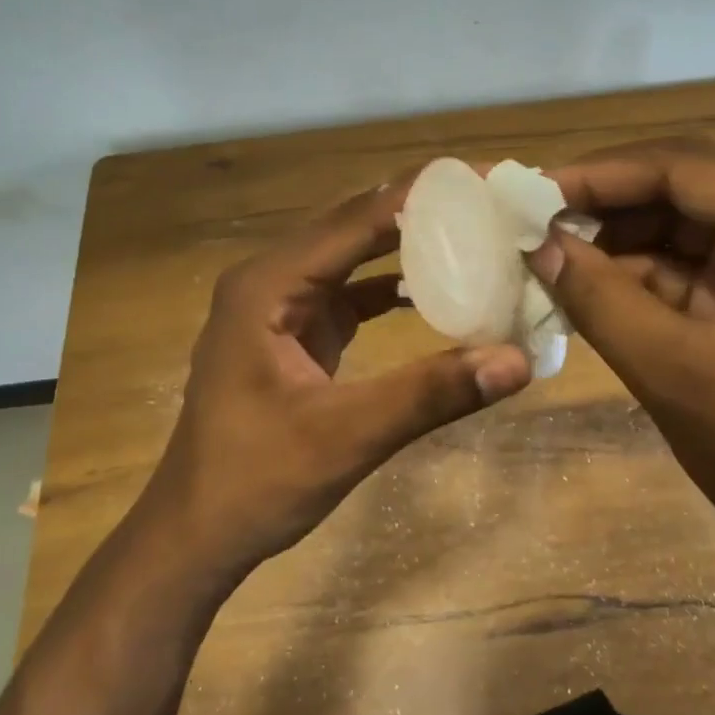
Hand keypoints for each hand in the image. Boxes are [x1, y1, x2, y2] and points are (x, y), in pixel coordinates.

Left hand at [148, 174, 532, 574]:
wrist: (197, 533)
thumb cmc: (256, 482)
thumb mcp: (346, 437)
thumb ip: (429, 394)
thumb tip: (516, 361)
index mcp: (268, 286)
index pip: (356, 220)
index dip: (422, 195)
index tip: (485, 180)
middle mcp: (270, 279)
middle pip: (355, 225)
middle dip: (422, 210)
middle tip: (492, 202)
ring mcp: (280, 305)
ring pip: (353, 254)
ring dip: (409, 242)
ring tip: (475, 231)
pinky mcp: (294, 331)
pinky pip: (351, 291)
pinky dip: (393, 285)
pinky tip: (438, 287)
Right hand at [533, 138, 714, 579]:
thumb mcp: (678, 374)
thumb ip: (602, 300)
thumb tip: (537, 245)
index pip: (683, 168)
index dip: (599, 174)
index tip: (528, 192)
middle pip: (680, 190)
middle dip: (602, 206)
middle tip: (526, 222)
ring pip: (676, 229)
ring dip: (612, 243)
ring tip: (541, 255)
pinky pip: (684, 269)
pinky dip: (632, 278)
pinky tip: (579, 288)